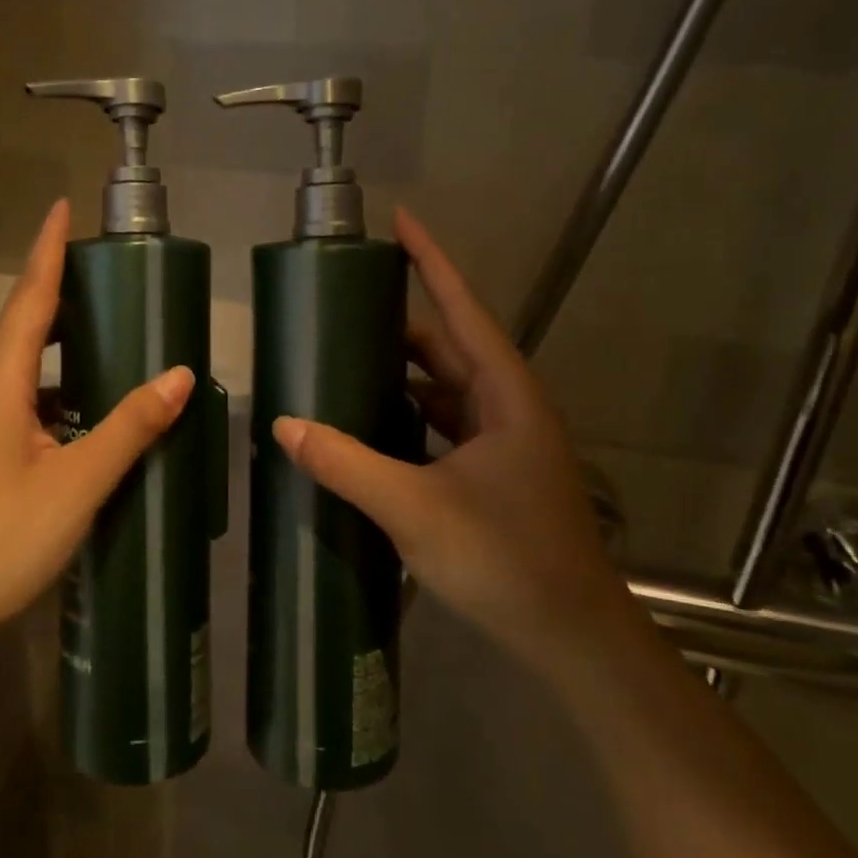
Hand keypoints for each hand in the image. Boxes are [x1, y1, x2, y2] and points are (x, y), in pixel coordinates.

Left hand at [0, 200, 193, 658]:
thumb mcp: (75, 486)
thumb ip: (129, 428)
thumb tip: (178, 375)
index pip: (30, 297)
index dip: (48, 249)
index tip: (60, 206)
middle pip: (22, 330)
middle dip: (62, 302)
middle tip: (110, 287)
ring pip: (13, 374)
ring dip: (55, 358)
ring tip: (104, 354)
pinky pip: (3, 406)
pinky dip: (42, 398)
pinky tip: (69, 426)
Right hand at [271, 208, 630, 668]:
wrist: (573, 638)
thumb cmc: (507, 560)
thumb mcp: (415, 508)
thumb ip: (347, 463)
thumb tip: (284, 424)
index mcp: (505, 396)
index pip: (463, 309)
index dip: (432, 261)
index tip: (401, 219)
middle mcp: (508, 408)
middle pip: (450, 346)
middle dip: (402, 320)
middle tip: (344, 304)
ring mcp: (504, 443)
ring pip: (445, 388)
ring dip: (402, 372)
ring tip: (345, 358)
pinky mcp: (493, 474)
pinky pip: (443, 425)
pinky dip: (408, 415)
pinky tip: (370, 424)